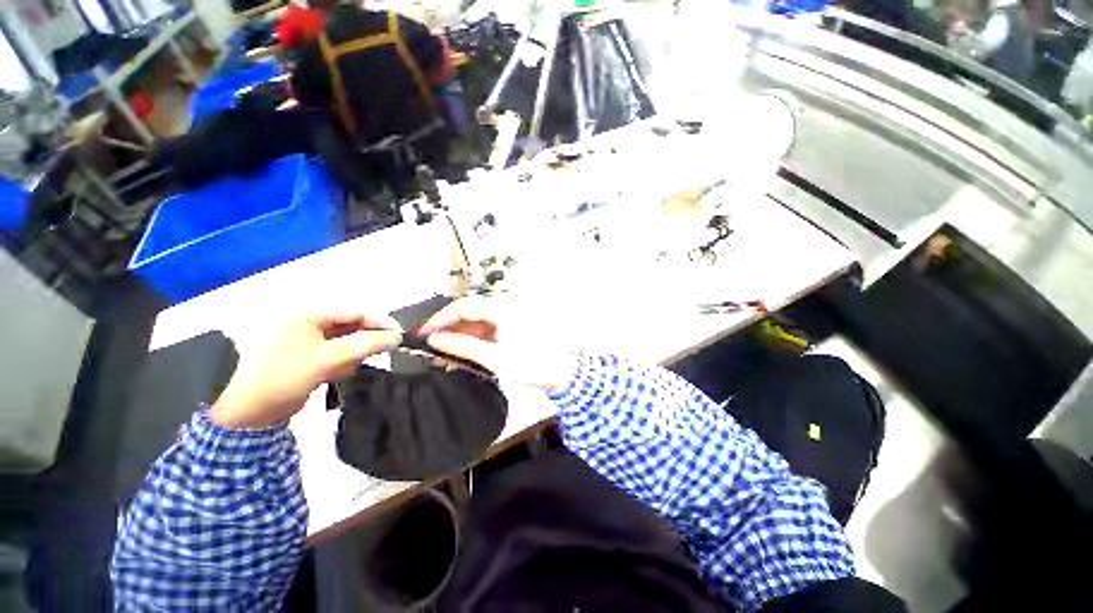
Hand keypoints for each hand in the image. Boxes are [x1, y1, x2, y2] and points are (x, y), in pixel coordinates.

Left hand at [211, 311, 402, 428]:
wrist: (247, 401)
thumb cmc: (284, 372)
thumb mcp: (324, 359)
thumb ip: (360, 346)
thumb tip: (393, 336)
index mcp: (312, 311)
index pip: (353, 310)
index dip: (378, 322)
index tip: (401, 338)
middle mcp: (311, 322)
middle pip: (349, 326)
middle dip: (364, 341)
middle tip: (380, 359)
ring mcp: (307, 342)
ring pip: (342, 345)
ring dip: (351, 357)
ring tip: (347, 370)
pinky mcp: (305, 362)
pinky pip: (331, 359)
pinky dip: (339, 367)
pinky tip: (337, 376)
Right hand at [417, 297, 575, 391]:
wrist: (569, 375)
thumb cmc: (535, 365)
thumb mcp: (494, 358)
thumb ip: (462, 347)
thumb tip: (436, 341)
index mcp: (501, 307)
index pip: (462, 306)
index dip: (440, 320)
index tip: (424, 335)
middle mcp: (505, 307)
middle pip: (469, 314)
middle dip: (448, 330)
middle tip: (431, 348)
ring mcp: (511, 318)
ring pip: (477, 324)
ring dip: (460, 338)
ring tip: (445, 358)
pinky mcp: (515, 330)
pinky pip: (488, 332)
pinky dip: (474, 343)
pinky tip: (463, 357)